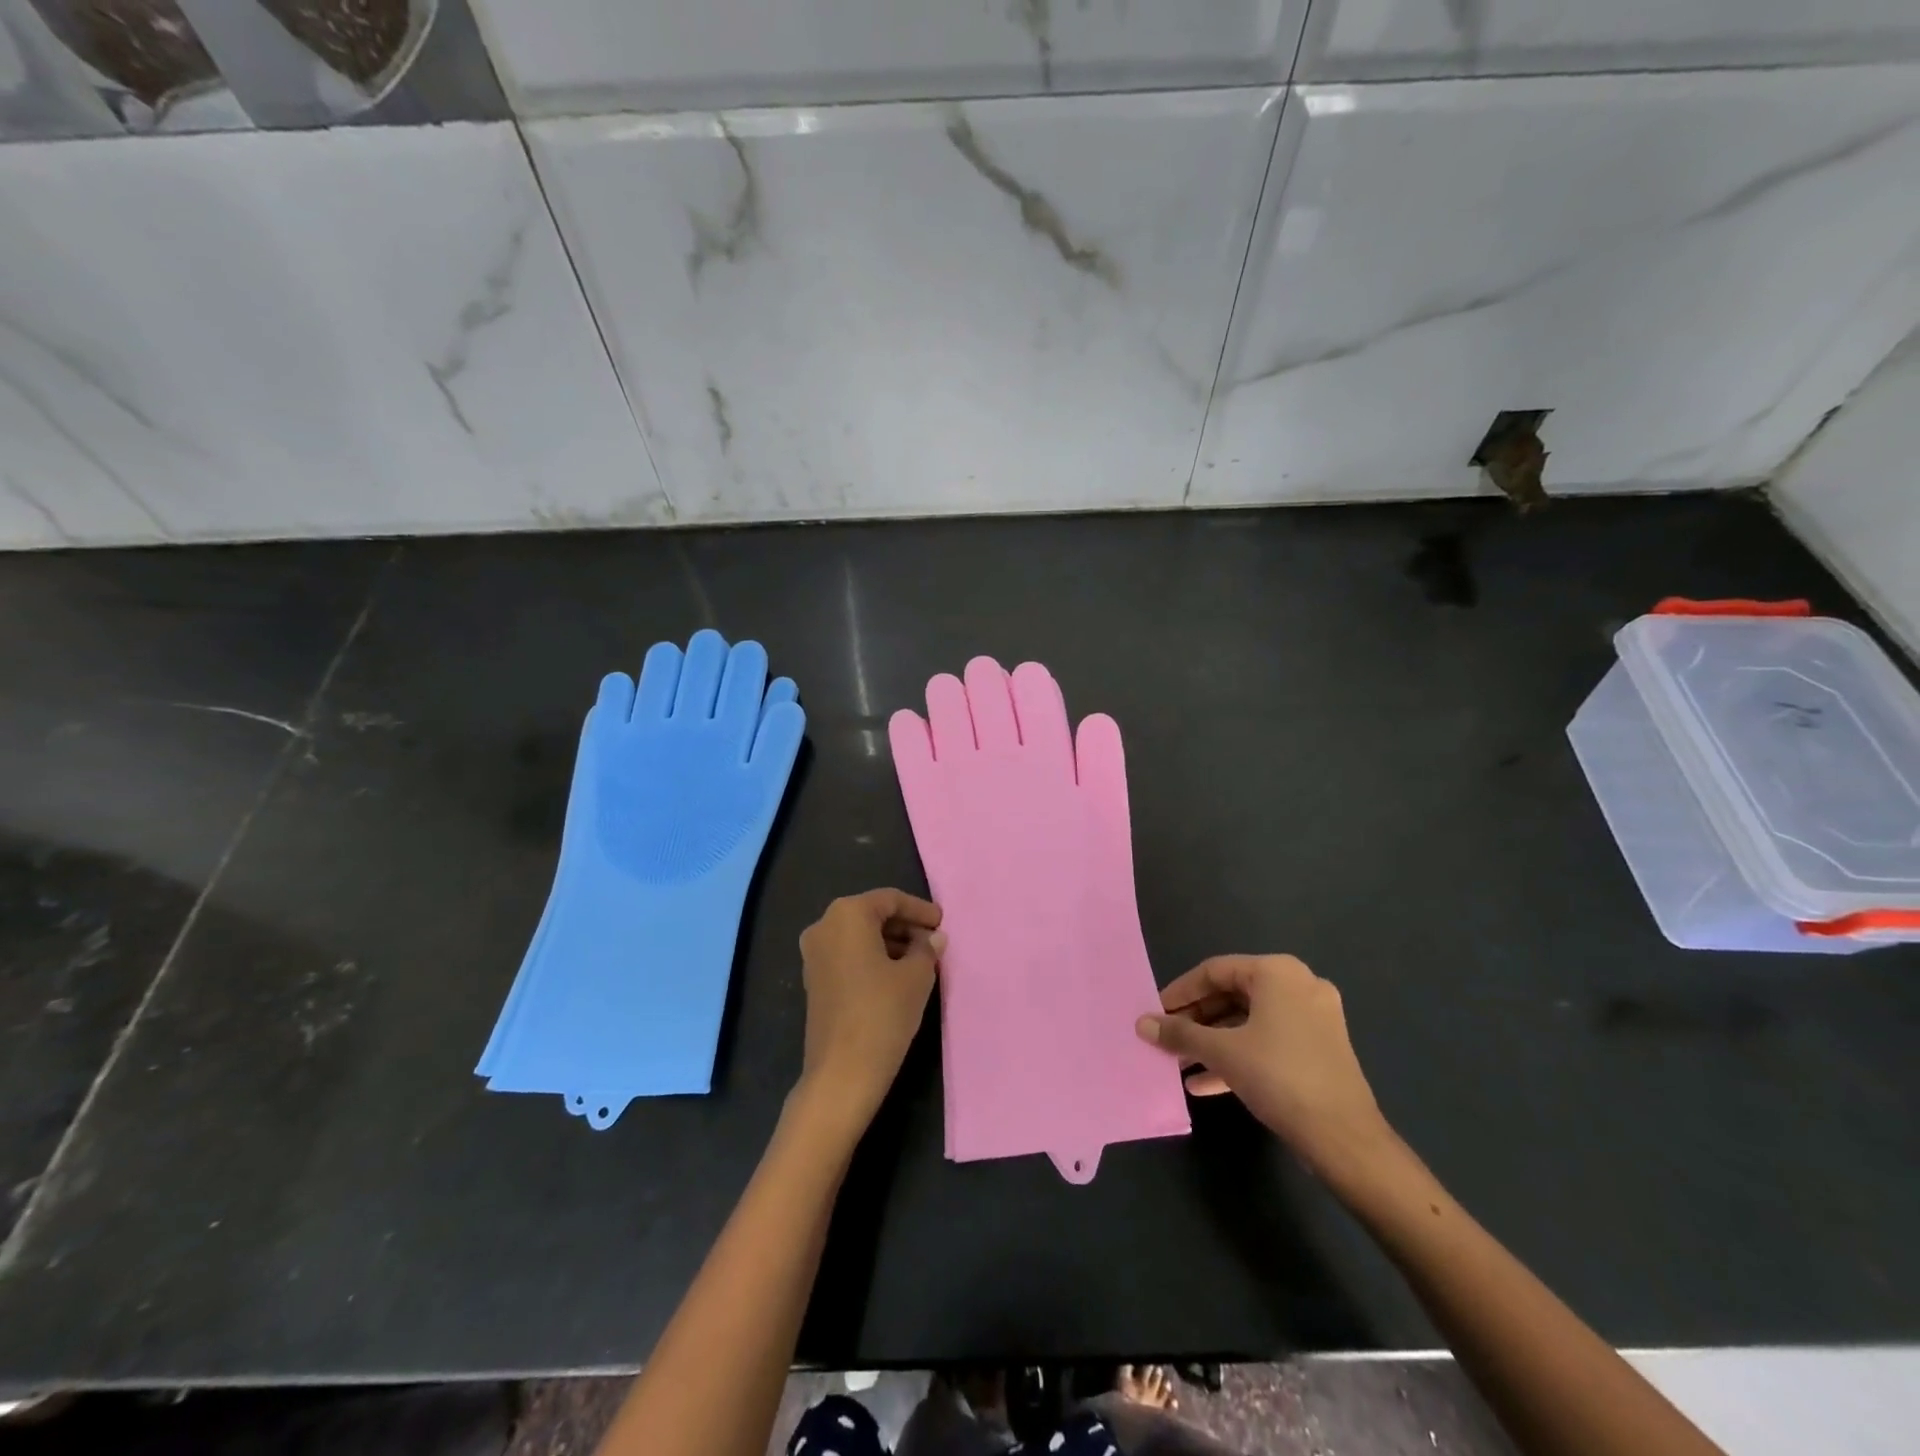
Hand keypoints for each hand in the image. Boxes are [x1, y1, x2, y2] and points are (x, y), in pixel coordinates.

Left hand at [794, 889, 944, 1135]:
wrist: (842, 1073)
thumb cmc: (882, 1013)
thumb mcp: (917, 977)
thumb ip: (927, 949)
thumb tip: (934, 938)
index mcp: (847, 914)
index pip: (890, 899)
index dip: (920, 909)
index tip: (942, 923)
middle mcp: (824, 926)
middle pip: (872, 915)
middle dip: (905, 926)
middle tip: (934, 942)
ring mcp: (814, 955)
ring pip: (859, 936)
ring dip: (890, 943)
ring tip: (922, 960)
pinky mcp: (814, 981)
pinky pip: (848, 956)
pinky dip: (873, 959)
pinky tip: (897, 977)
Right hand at [1136, 955, 1397, 1193]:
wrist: (1345, 1139)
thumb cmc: (1279, 1077)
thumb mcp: (1221, 1052)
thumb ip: (1179, 1033)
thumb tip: (1142, 1024)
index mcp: (1277, 972)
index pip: (1214, 971)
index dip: (1179, 992)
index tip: (1155, 1013)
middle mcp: (1298, 985)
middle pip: (1231, 995)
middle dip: (1195, 1021)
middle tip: (1166, 1038)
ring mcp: (1313, 1018)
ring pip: (1248, 1021)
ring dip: (1212, 1041)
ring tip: (1180, 1064)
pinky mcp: (1319, 1049)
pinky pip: (1268, 1041)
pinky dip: (1238, 1055)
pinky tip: (1205, 1083)